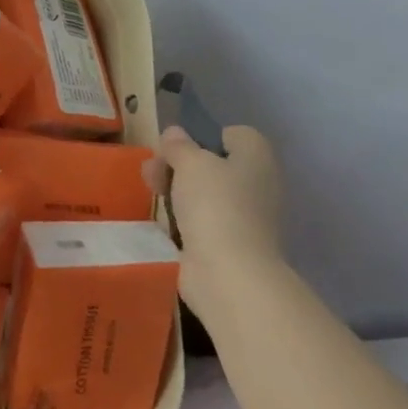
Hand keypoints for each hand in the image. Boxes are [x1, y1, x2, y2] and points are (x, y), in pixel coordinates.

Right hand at [144, 124, 283, 318]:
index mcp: (256, 159)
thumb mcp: (190, 162)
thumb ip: (179, 145)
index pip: (236, 135)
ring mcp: (244, 218)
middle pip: (215, 164)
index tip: (180, 146)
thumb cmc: (215, 205)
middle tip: (154, 169)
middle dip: (180, 163)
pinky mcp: (228, 244)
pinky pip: (202, 220)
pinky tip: (162, 218)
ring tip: (150, 191)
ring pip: (206, 192)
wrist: (229, 274)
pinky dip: (183, 218)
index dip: (206, 135)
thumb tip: (175, 134)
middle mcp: (257, 186)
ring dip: (177, 189)